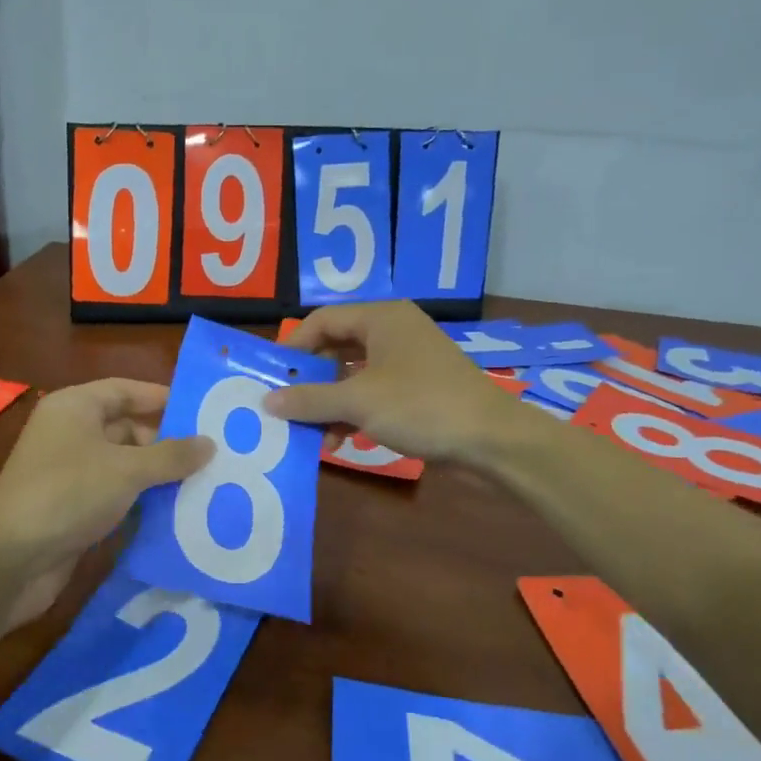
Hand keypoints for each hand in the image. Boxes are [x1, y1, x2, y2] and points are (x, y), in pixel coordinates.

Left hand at [0, 379, 212, 627]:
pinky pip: (116, 496)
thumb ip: (171, 456)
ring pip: (124, 466)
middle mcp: (70, 434)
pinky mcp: (73, 508)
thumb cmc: (68, 494)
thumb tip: (209, 444)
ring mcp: (70, 473)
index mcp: (75, 408)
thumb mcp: (126, 470)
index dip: (163, 398)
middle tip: (213, 456)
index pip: (126, 390)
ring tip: (206, 484)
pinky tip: (177, 513)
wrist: (9, 560)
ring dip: (158, 476)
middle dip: (167, 443)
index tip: (203, 413)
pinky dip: (142, 502)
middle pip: (127, 428)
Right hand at [264, 301, 517, 465]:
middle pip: (336, 348)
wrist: (492, 441)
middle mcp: (394, 332)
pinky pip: (373, 394)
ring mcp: (408, 362)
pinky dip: (354, 414)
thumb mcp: (357, 402)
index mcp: (381, 318)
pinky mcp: (418, 390)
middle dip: (311, 382)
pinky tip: (340, 442)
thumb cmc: (421, 407)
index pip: (322, 321)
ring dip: (330, 405)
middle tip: (288, 407)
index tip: (272, 377)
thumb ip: (309, 399)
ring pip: (354, 376)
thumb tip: (268, 401)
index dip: (294, 347)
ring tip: (313, 436)